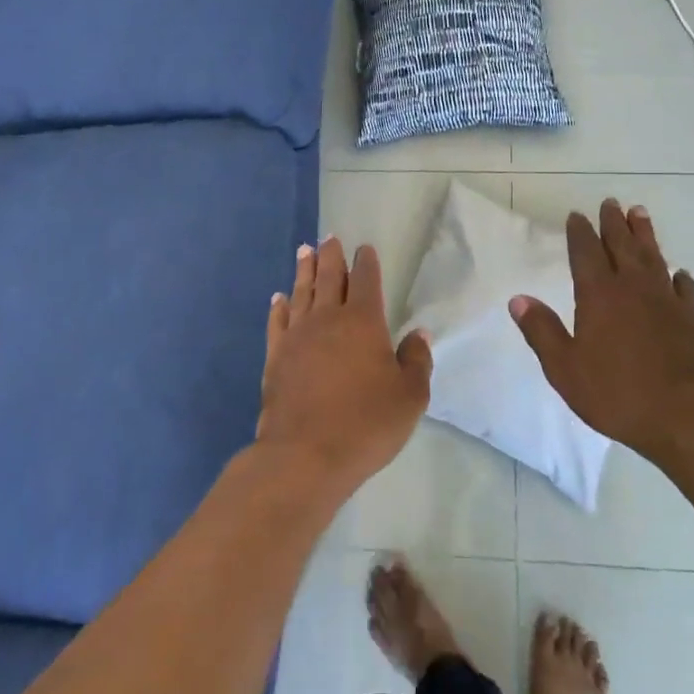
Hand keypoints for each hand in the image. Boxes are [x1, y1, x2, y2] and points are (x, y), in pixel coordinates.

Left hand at [257, 238, 432, 494]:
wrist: (305, 455)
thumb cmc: (366, 424)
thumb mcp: (410, 397)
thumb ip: (416, 360)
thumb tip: (417, 333)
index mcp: (363, 321)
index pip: (365, 280)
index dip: (366, 262)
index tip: (364, 249)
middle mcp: (327, 319)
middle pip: (328, 277)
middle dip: (331, 255)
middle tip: (329, 238)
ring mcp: (297, 336)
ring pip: (301, 292)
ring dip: (304, 270)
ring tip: (305, 250)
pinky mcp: (275, 357)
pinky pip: (277, 322)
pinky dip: (279, 307)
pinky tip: (278, 298)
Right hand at [509, 200, 693, 459]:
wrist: (684, 416)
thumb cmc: (616, 393)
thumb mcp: (565, 368)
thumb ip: (542, 331)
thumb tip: (518, 299)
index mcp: (598, 295)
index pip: (586, 252)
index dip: (580, 232)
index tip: (577, 215)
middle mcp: (632, 288)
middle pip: (622, 245)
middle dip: (613, 223)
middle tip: (610, 202)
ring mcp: (665, 301)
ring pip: (653, 257)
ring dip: (645, 234)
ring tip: (639, 214)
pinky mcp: (690, 319)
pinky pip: (684, 289)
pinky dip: (680, 278)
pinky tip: (680, 274)